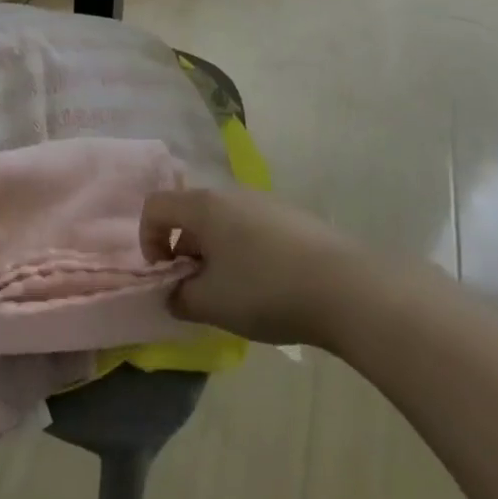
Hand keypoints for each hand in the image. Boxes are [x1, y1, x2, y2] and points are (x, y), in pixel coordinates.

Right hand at [141, 188, 368, 349]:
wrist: (349, 290)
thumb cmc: (266, 290)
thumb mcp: (211, 304)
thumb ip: (179, 298)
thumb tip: (175, 294)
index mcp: (204, 206)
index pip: (156, 206)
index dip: (148, 240)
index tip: (166, 274)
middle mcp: (232, 194)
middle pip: (191, 215)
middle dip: (186, 252)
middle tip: (200, 290)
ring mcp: (268, 203)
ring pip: (225, 223)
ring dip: (217, 254)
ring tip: (237, 293)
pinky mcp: (297, 218)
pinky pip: (255, 230)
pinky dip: (248, 254)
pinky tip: (272, 288)